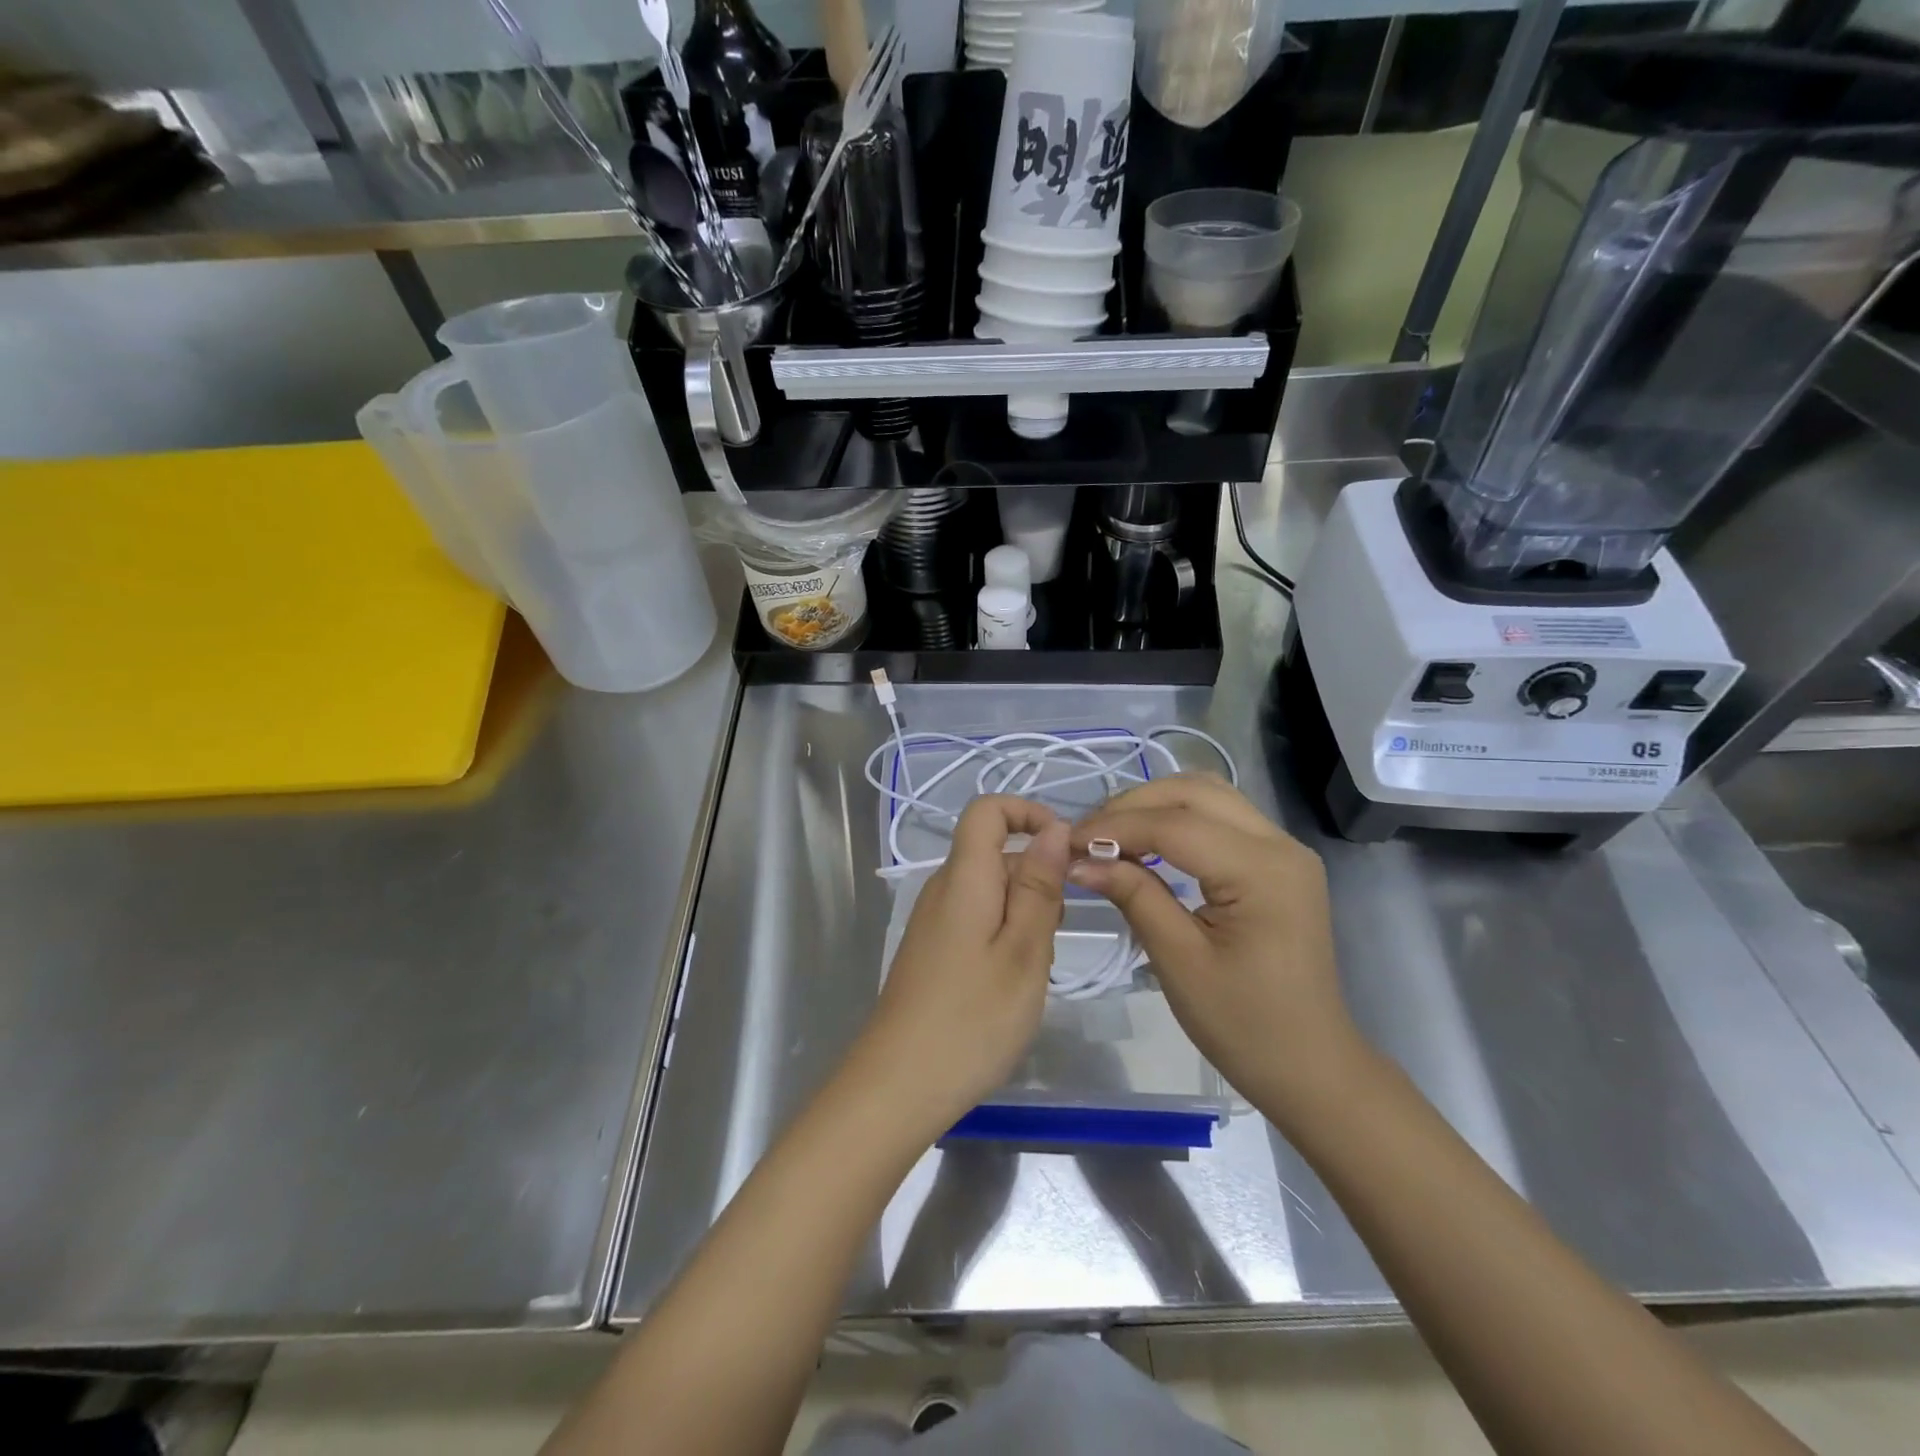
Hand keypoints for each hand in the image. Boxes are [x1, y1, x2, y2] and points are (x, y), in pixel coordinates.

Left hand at [849, 796, 1068, 1136]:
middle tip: (1052, 938)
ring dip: (1024, 914)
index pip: (987, 810)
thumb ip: (1040, 886)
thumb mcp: (1024, 952)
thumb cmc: (972, 1019)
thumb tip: (1054, 829)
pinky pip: (977, 920)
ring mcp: (933, 921)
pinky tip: (1010, 984)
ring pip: (991, 891)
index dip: (1028, 813)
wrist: (898, 1086)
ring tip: (1033, 969)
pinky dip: (1004, 936)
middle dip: (1037, 879)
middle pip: (994, 853)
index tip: (1065, 852)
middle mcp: (943, 888)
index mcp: (964, 877)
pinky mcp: (932, 950)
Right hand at [1070, 775, 1361, 1127]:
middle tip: (1087, 836)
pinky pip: (1222, 817)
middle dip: (1134, 805)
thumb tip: (1079, 860)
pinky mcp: (1278, 861)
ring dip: (1156, 805)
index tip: (1067, 844)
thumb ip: (1134, 896)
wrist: (1311, 1066)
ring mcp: (1284, 849)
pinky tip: (1148, 843)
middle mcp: (1280, 844)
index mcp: (1261, 871)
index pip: (1175, 826)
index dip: (1115, 828)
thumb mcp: (1179, 961)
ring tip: (1111, 835)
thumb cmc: (1244, 1025)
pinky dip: (1179, 818)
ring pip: (1209, 795)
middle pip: (1194, 792)